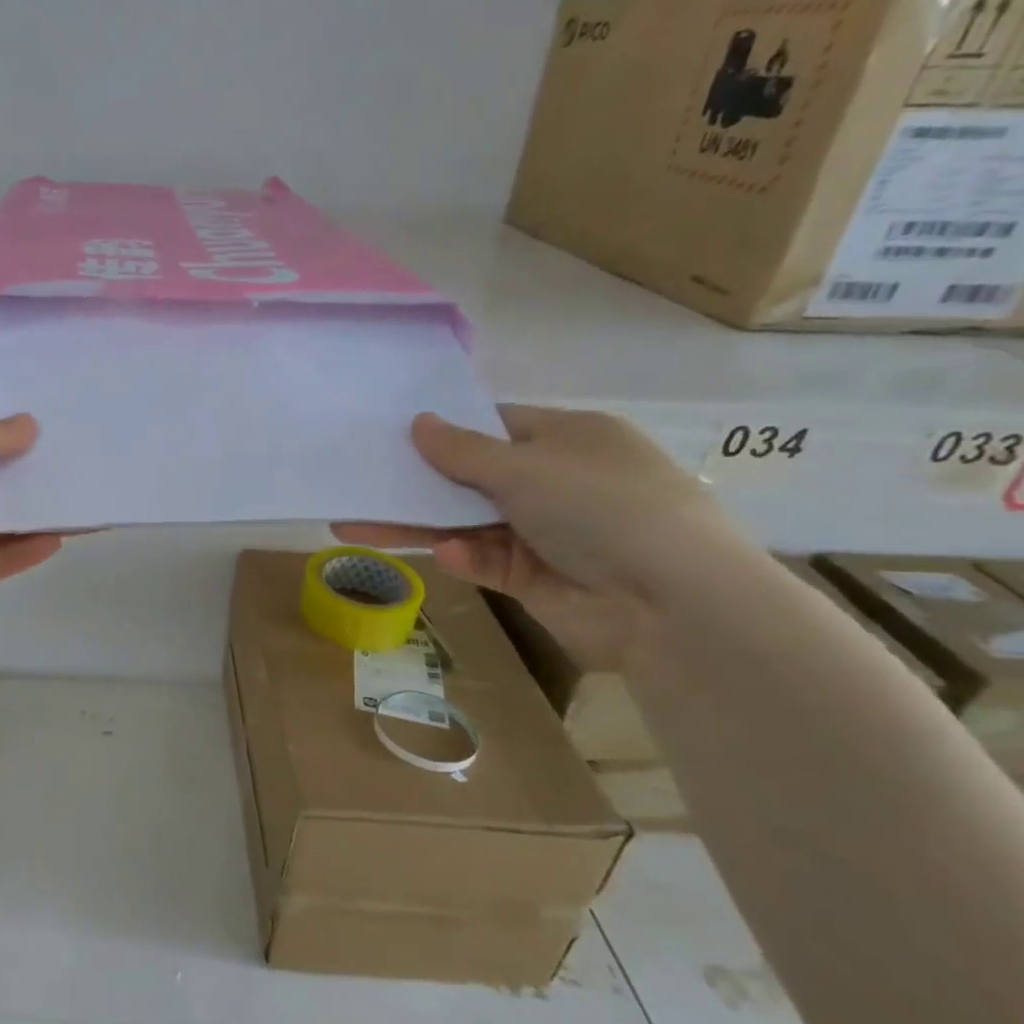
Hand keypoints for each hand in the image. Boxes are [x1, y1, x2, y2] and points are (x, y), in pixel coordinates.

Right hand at [334, 406, 745, 670]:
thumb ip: (462, 450)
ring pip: (465, 523)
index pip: (496, 426)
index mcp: (568, 439)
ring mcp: (544, 532)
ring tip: (354, 526)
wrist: (669, 601)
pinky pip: (484, 561)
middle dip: (417, 484)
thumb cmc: (600, 506)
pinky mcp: (533, 578)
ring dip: (419, 524)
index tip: (392, 436)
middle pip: (470, 478)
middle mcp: (556, 482)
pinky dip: (464, 558)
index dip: (446, 431)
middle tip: (359, 484)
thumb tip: (417, 422)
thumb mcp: (525, 467)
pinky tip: (447, 557)